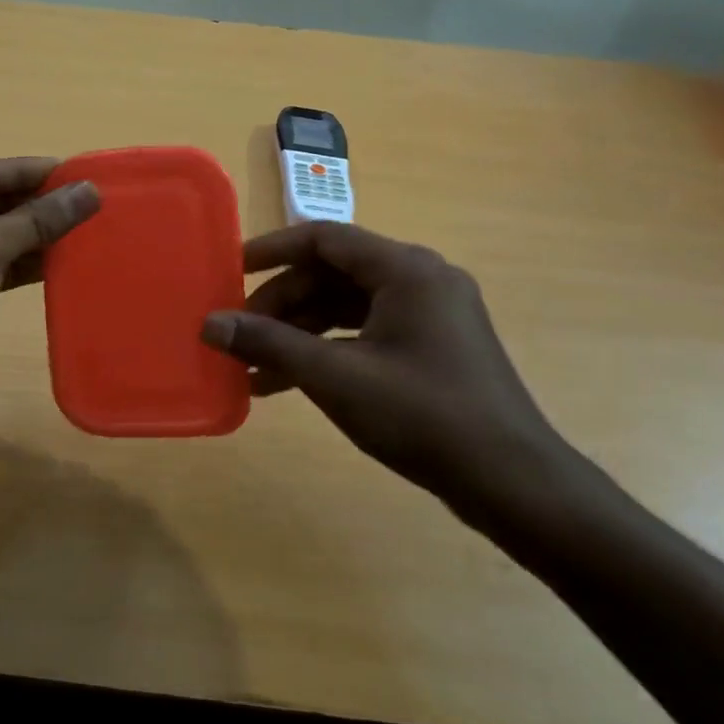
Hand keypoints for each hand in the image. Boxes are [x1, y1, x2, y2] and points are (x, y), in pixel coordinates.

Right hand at [200, 223, 581, 519]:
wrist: (514, 484)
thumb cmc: (424, 417)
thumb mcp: (337, 378)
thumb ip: (270, 345)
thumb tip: (210, 324)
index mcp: (405, 269)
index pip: (324, 238)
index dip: (271, 250)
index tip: (230, 271)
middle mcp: (420, 279)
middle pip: (332, 274)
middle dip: (281, 304)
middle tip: (239, 334)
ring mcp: (430, 314)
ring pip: (346, 306)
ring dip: (299, 332)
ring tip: (254, 368)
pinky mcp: (431, 346)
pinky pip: (365, 332)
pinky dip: (327, 350)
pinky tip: (290, 382)